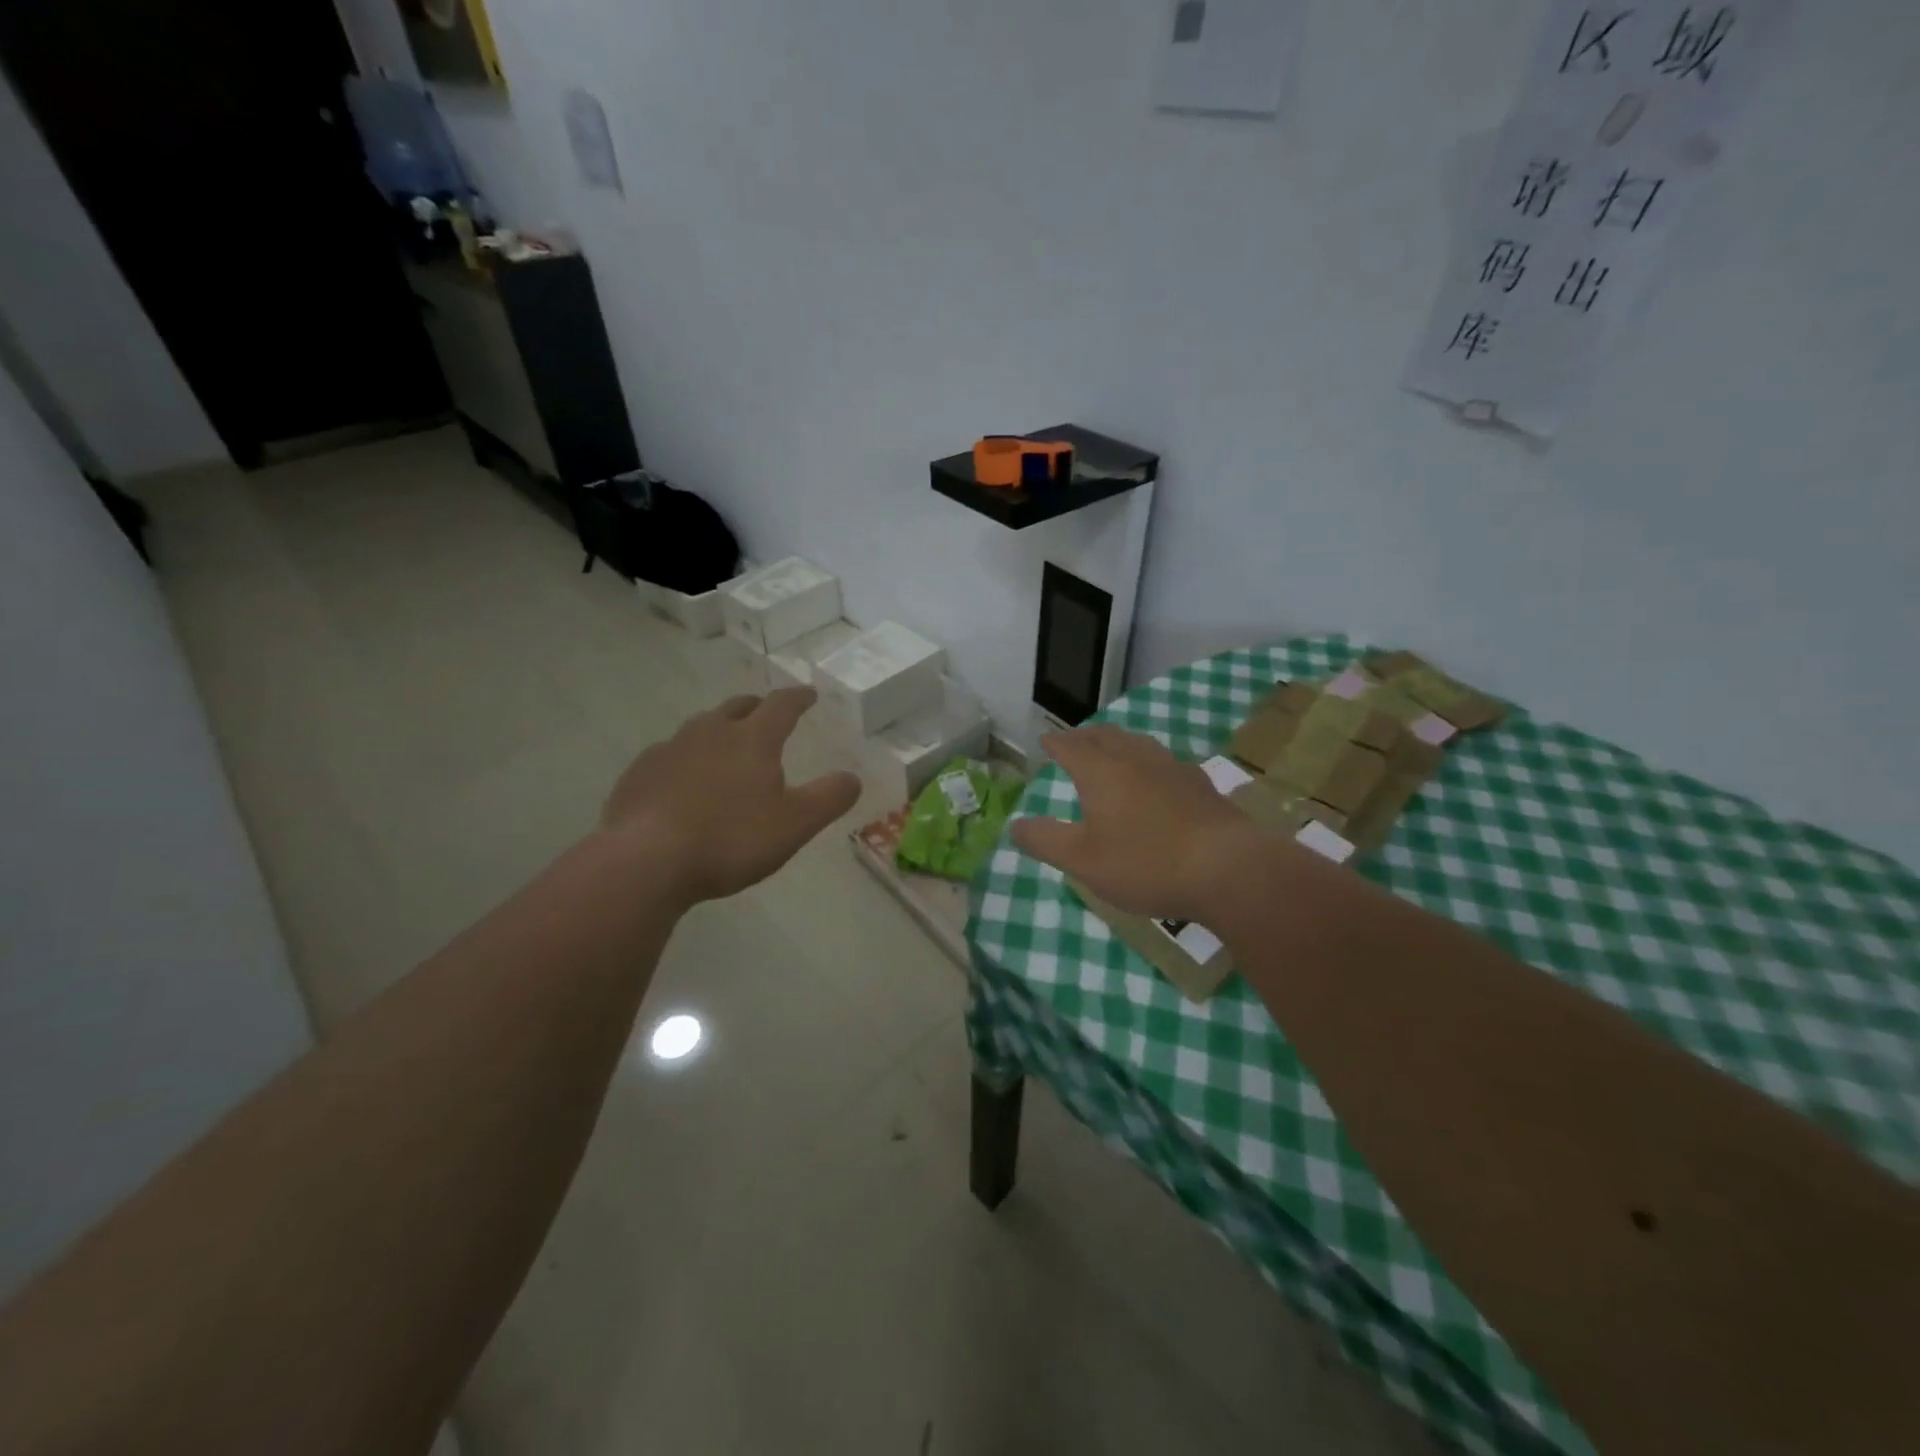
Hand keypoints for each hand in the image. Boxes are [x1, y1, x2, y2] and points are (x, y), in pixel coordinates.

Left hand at [599, 687, 860, 904]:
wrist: (645, 861)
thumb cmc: (730, 839)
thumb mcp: (795, 824)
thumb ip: (829, 798)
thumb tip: (853, 777)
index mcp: (752, 740)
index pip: (782, 706)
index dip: (798, 698)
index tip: (809, 694)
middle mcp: (710, 733)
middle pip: (737, 708)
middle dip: (755, 707)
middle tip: (765, 713)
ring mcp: (669, 750)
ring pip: (699, 728)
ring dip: (717, 730)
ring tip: (724, 747)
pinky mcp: (638, 773)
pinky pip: (668, 755)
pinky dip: (684, 759)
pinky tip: (682, 782)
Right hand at [1011, 725, 1264, 923]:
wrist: (1226, 868)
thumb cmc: (1145, 863)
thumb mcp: (1083, 861)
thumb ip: (1045, 841)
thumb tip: (1015, 825)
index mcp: (1100, 772)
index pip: (1070, 746)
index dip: (1055, 743)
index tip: (1045, 741)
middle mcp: (1134, 759)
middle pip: (1104, 736)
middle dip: (1084, 736)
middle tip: (1073, 741)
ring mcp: (1171, 767)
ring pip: (1136, 743)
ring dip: (1116, 742)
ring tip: (1110, 750)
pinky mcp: (1198, 783)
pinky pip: (1162, 760)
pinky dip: (1146, 760)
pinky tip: (1155, 776)